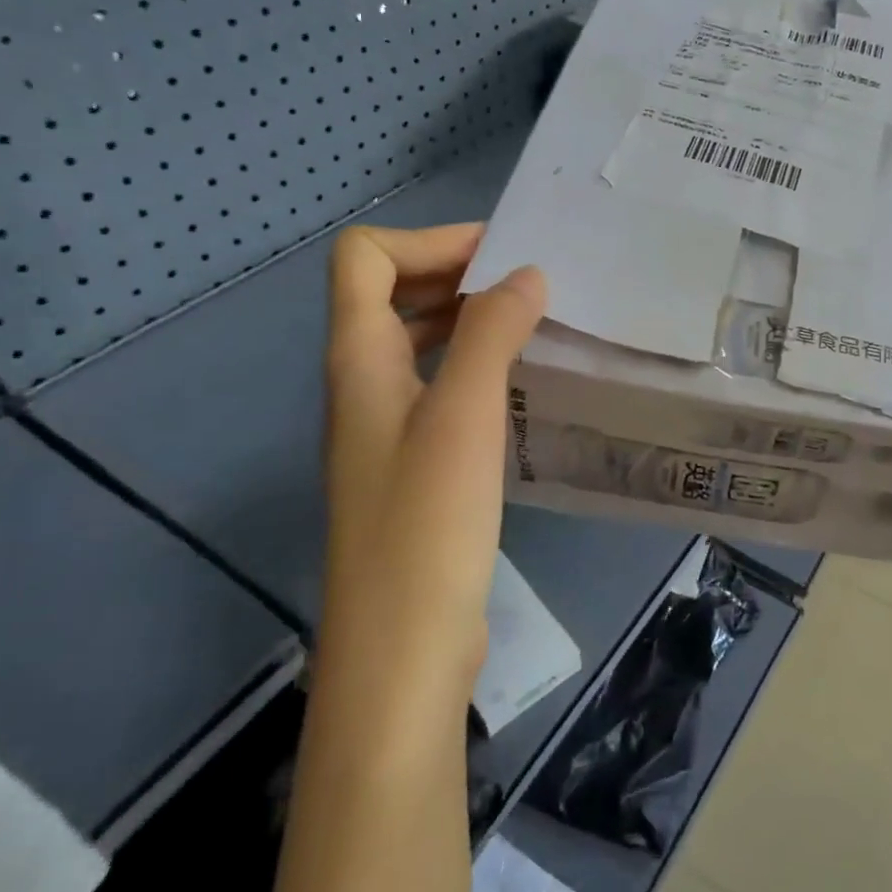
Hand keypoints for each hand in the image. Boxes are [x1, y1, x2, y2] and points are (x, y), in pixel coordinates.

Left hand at [321, 223, 545, 681]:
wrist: (402, 650)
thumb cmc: (427, 524)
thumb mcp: (462, 415)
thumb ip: (490, 333)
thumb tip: (526, 275)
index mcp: (358, 359)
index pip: (365, 259)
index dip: (428, 242)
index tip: (501, 258)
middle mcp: (362, 385)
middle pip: (388, 294)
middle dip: (454, 273)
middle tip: (528, 284)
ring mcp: (385, 428)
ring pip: (417, 343)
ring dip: (468, 321)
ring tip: (532, 326)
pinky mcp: (412, 466)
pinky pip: (438, 388)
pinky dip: (475, 367)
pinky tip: (520, 386)